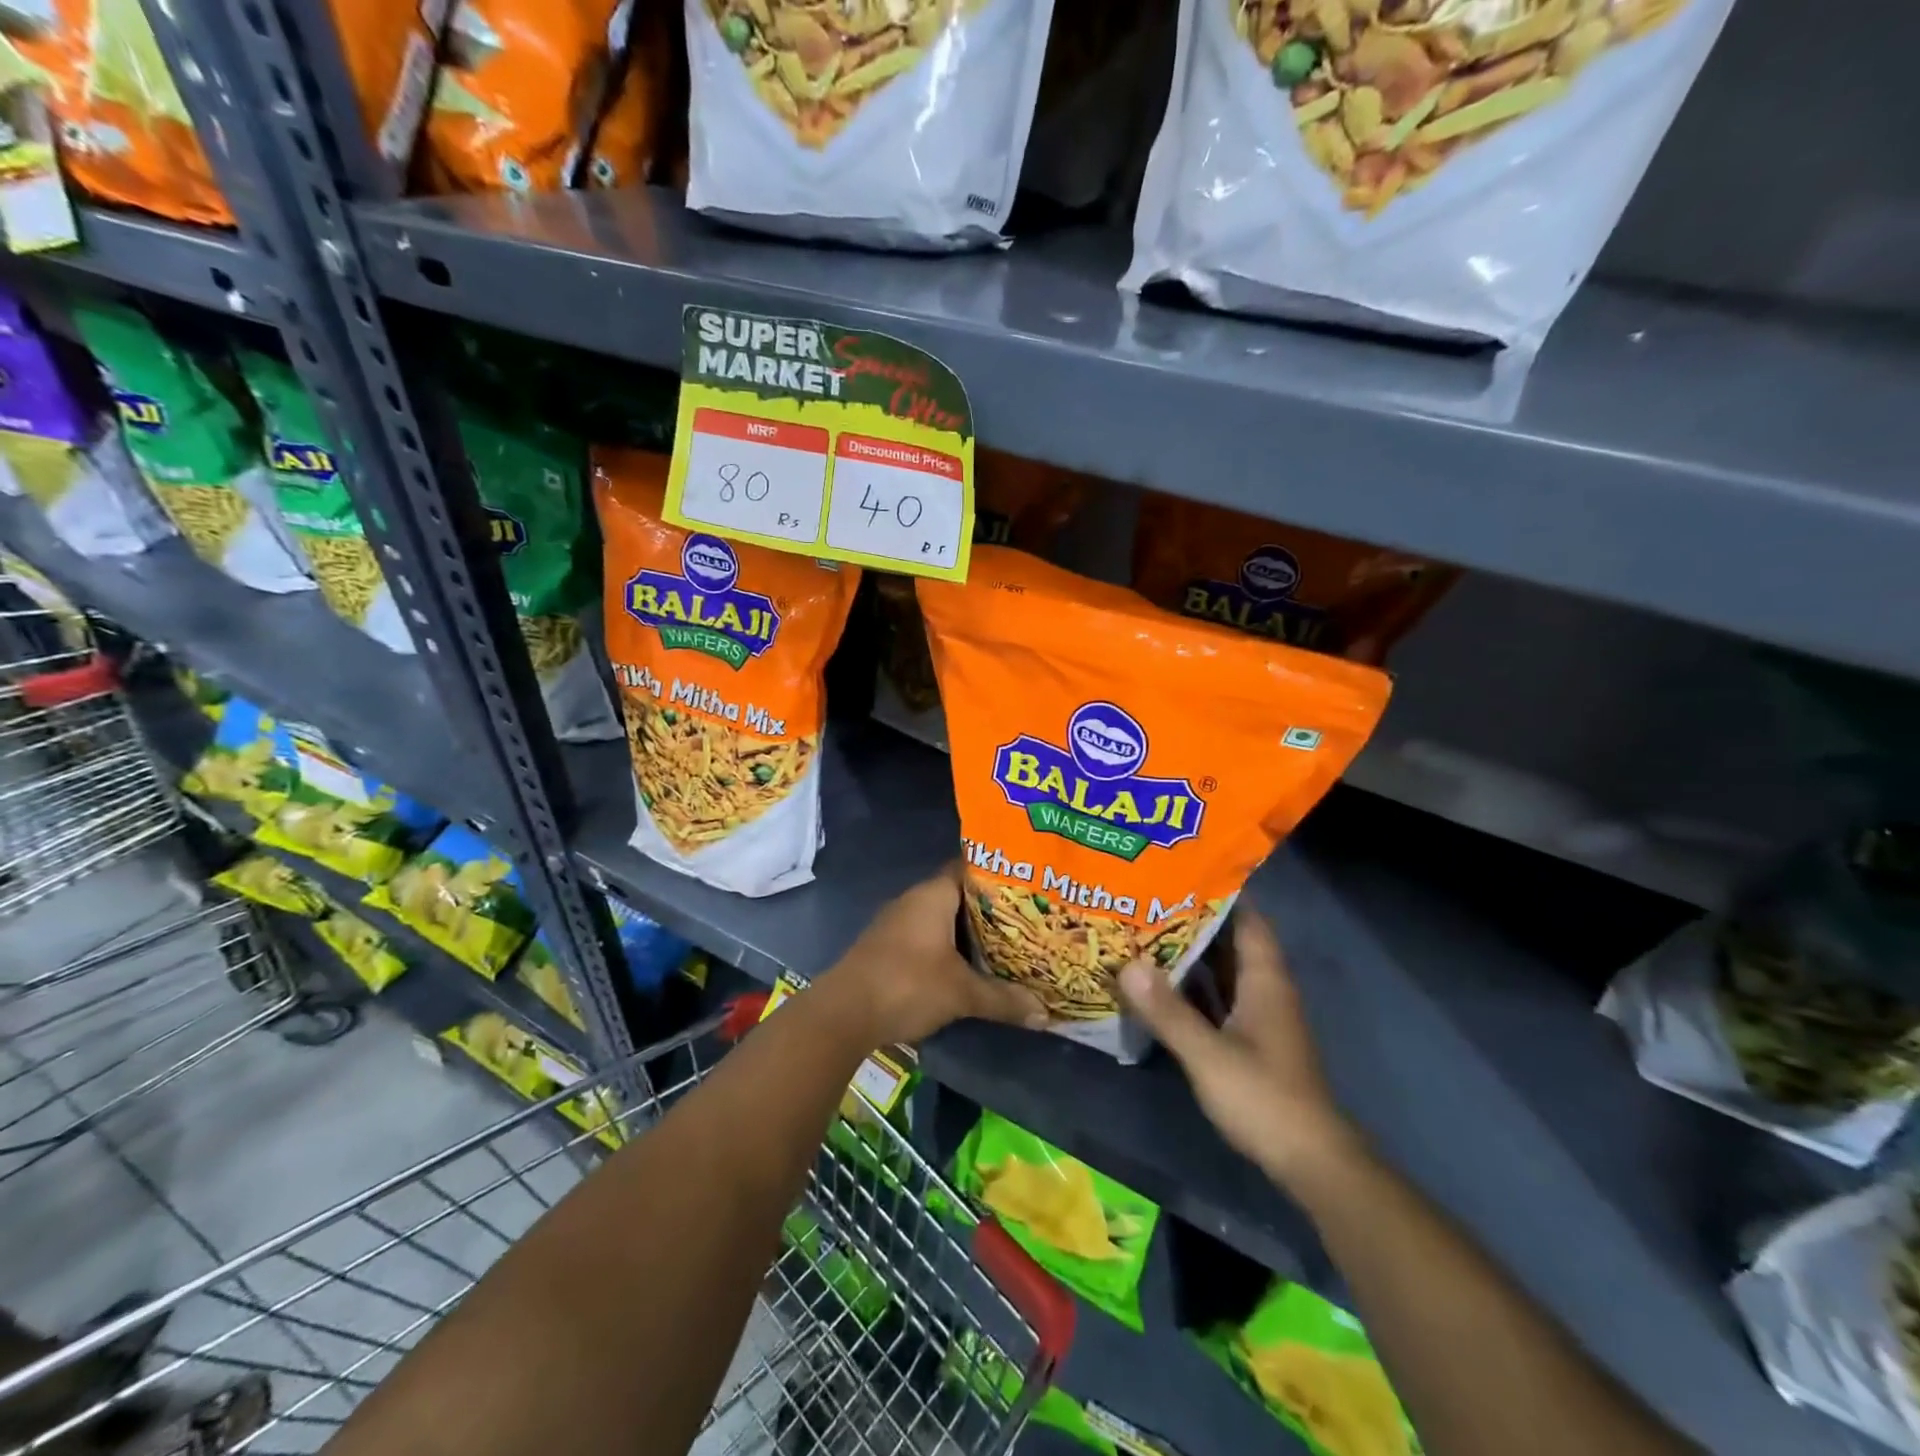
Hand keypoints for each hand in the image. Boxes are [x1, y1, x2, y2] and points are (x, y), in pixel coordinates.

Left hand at [821, 864, 1046, 1046]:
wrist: (844, 1013)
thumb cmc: (907, 985)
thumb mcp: (962, 993)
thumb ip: (1003, 999)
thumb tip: (1045, 1014)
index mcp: (932, 894)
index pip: (969, 868)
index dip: (998, 875)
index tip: (1027, 885)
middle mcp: (914, 900)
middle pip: (958, 895)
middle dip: (989, 908)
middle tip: (1026, 919)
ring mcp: (897, 924)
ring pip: (941, 918)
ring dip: (967, 931)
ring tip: (1005, 943)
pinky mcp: (887, 947)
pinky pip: (926, 936)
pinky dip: (948, 946)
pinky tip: (968, 965)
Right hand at [1118, 913, 1360, 1185]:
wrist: (1309, 1161)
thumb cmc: (1264, 1098)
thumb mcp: (1208, 1054)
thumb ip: (1168, 1011)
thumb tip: (1128, 965)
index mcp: (1265, 980)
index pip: (1247, 920)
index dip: (1218, 894)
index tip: (1177, 874)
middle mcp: (1263, 990)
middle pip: (1229, 942)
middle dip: (1192, 921)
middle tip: (1146, 900)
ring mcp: (1256, 1017)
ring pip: (1221, 972)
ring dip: (1189, 954)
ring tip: (1144, 932)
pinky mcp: (1248, 1041)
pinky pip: (1216, 999)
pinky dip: (1191, 987)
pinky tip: (1158, 984)